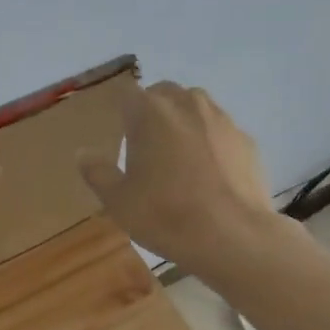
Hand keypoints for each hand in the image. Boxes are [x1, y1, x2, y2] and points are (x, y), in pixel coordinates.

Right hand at [78, 81, 278, 270]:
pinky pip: (220, 133)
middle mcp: (187, 104)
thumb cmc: (165, 215)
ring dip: (184, 124)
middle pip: (164, 94)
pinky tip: (210, 175)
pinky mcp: (247, 140)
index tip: (121, 134)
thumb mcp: (118, 201)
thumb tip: (82, 153)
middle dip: (154, 113)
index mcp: (150, 112)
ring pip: (196, 108)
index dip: (122, 111)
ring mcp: (222, 120)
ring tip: (180, 160)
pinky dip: (211, 145)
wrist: (232, 235)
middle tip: (147, 148)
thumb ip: (97, 172)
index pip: (128, 94)